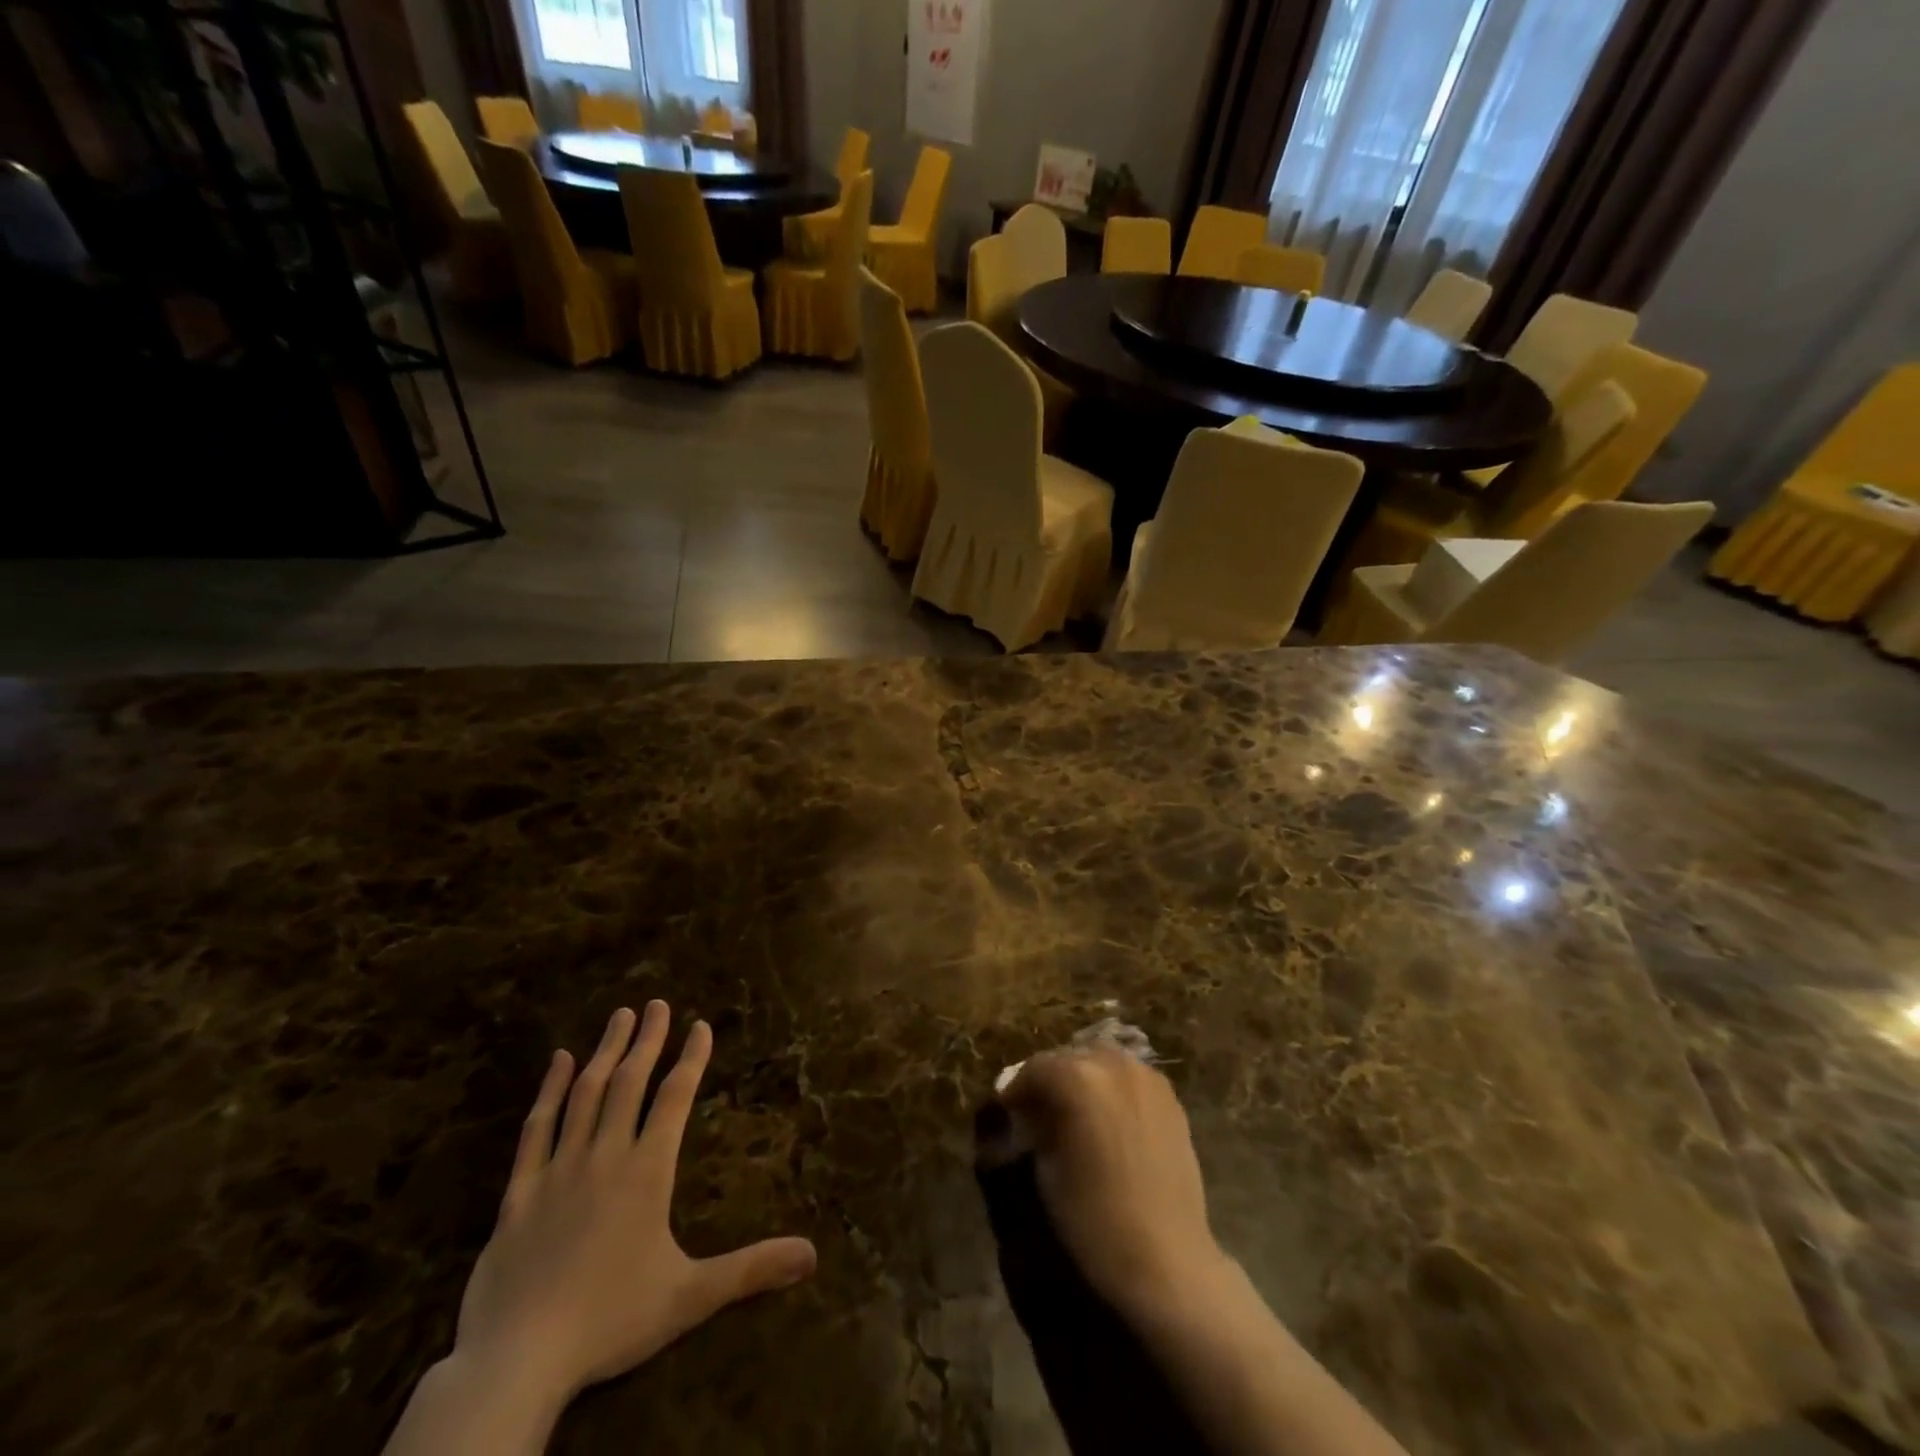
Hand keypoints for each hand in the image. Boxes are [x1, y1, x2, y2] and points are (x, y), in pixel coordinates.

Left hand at [451, 1003, 817, 1405]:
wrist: (517, 1361)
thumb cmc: (611, 1321)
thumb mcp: (690, 1297)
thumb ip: (751, 1269)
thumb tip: (812, 1254)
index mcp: (648, 1171)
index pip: (675, 1098)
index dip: (691, 1058)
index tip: (700, 1025)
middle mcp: (605, 1156)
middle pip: (629, 1082)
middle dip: (647, 1040)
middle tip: (658, 1003)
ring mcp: (558, 1169)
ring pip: (585, 1094)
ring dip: (605, 1051)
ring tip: (621, 1016)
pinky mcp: (519, 1192)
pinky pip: (536, 1129)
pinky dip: (549, 1090)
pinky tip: (558, 1061)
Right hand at [1000, 1049, 1228, 1320]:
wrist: (1166, 1260)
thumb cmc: (1094, 1219)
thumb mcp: (1046, 1170)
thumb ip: (1036, 1126)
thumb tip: (1030, 1112)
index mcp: (1077, 1077)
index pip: (1034, 1069)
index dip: (1016, 1089)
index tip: (1006, 1107)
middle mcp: (1113, 1064)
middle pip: (1070, 1057)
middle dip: (1051, 1078)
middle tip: (1037, 1107)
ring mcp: (1147, 1078)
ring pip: (1103, 1061)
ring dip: (1084, 1078)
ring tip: (1073, 1110)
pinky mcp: (1170, 1099)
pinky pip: (1131, 1079)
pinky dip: (1113, 1088)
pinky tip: (1107, 1118)